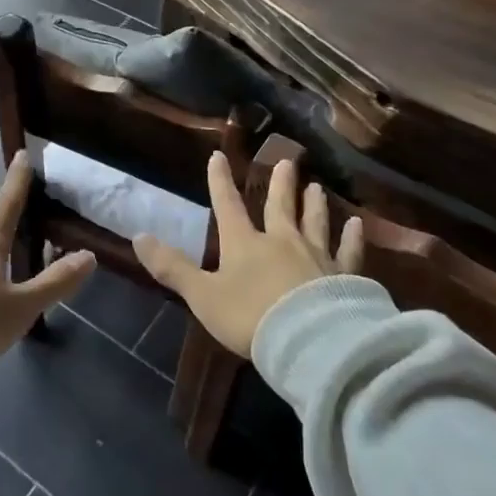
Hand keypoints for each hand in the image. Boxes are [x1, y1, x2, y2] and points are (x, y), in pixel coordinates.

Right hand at [134, 154, 361, 356]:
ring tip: (316, 186)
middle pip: (280, 206)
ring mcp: (316, 256)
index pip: (228, 205)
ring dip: (313, 204)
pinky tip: (357, 225)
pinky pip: (348, 252)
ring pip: (314, 222)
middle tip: (288, 160)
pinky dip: (352, 238)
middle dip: (280, 184)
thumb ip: (172, 267)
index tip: (219, 156)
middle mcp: (281, 241)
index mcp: (244, 243)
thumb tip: (138, 236)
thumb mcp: (202, 295)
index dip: (220, 181)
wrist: (307, 340)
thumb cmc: (249, 317)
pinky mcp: (344, 276)